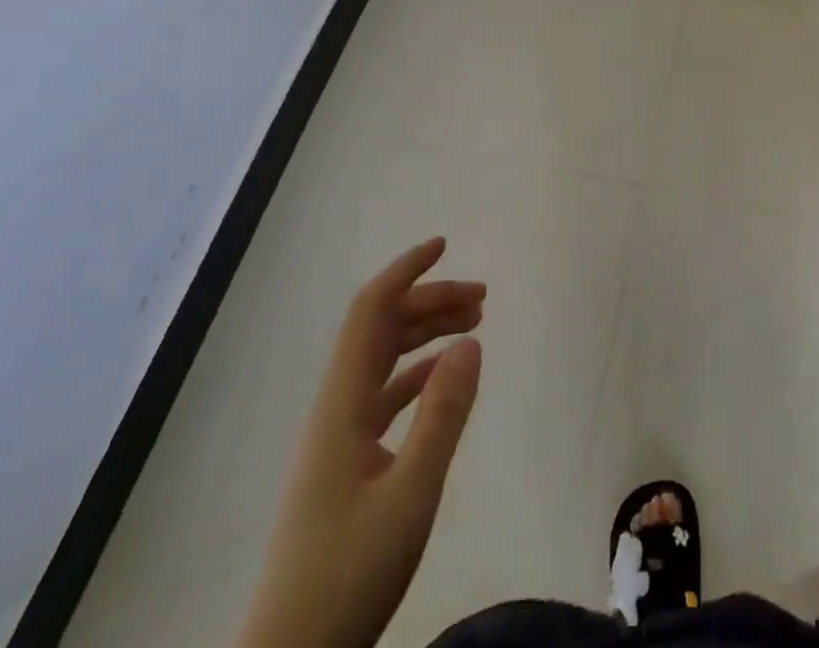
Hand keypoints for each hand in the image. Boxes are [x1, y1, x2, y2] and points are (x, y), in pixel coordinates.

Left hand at [235, 239, 484, 647]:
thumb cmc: (348, 574)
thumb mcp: (410, 495)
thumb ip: (443, 415)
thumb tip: (472, 341)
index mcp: (342, 404)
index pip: (369, 312)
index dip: (404, 272)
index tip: (443, 245)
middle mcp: (336, 408)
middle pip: (380, 330)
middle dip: (429, 301)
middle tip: (482, 298)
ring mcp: (338, 437)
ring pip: (383, 360)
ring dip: (425, 334)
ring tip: (474, 325)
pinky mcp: (346, 465)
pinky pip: (385, 395)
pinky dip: (418, 373)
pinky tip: (444, 377)